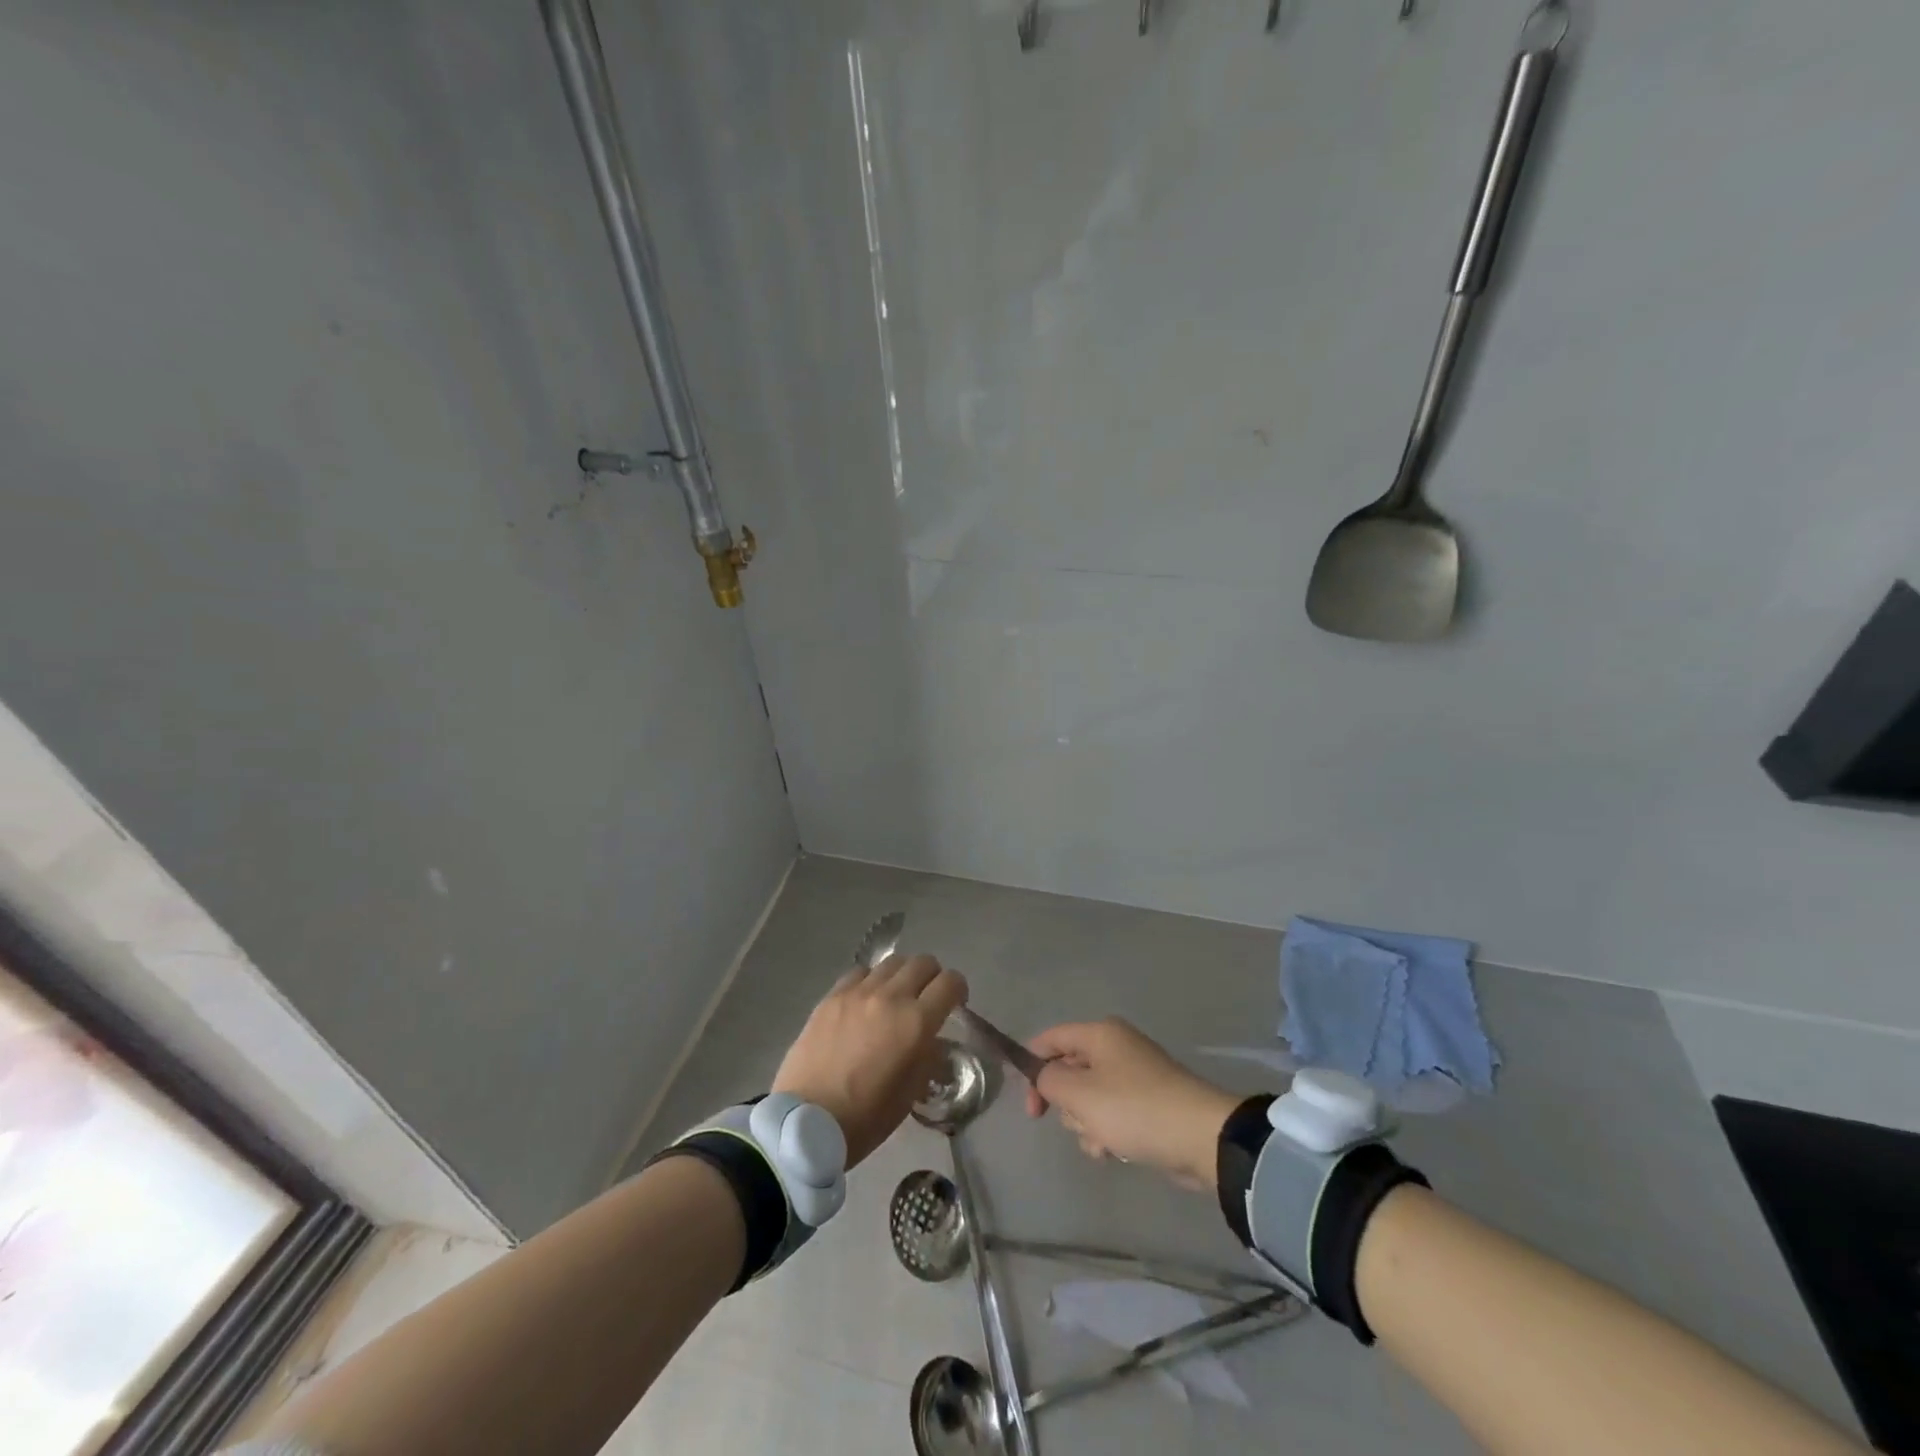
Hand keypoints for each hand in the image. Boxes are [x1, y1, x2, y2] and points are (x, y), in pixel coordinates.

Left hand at [773, 954, 968, 1167]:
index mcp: (916, 1023)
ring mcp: (858, 992)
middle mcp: (890, 997)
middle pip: (923, 963)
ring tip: (895, 997)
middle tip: (927, 999)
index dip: (958, 990)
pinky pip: (860, 972)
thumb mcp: (911, 1093)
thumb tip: (931, 1040)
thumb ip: (927, 1057)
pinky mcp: (832, 996)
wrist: (806, 1122)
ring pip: (892, 962)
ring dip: (902, 976)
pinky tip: (865, 1001)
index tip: (955, 1003)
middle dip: (932, 977)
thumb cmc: (866, 1117)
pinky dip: (871, 981)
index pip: (950, 982)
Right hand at [1023, 1018, 1238, 1189]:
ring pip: (1089, 1098)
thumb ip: (1049, 1080)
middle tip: (1074, 1121)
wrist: (1200, 1137)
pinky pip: (1112, 1115)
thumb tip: (1044, 1075)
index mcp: (1100, 1034)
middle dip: (1067, 1103)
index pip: (1052, 1038)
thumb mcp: (1080, 1093)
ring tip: (1103, 1141)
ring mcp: (1134, 1076)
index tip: (1027, 1102)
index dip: (1031, 1064)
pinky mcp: (1148, 1104)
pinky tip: (1115, 1151)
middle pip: (1070, 1071)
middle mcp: (1116, 1047)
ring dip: (1087, 1124)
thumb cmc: (1133, 1108)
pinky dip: (1107, 1133)